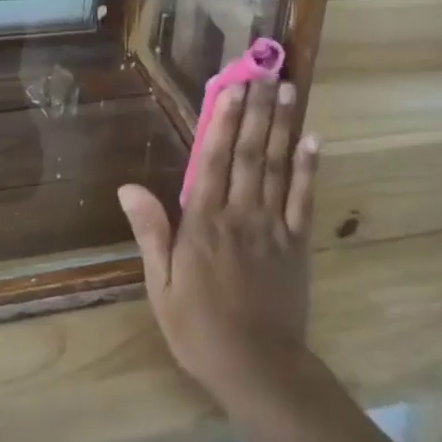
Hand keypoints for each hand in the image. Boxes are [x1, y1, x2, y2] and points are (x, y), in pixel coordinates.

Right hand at [119, 80, 320, 410]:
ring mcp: (272, 227)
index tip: (231, 87)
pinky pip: (303, 199)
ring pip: (277, 167)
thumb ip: (151, 232)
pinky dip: (308, 168)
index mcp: (203, 223)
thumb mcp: (161, 286)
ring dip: (282, 127)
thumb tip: (128, 186)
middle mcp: (240, 214)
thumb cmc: (199, 328)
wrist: (258, 368)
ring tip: (287, 91)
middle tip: (262, 74)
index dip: (222, 120)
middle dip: (254, 111)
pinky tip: (313, 139)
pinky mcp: (297, 244)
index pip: (212, 160)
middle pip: (248, 153)